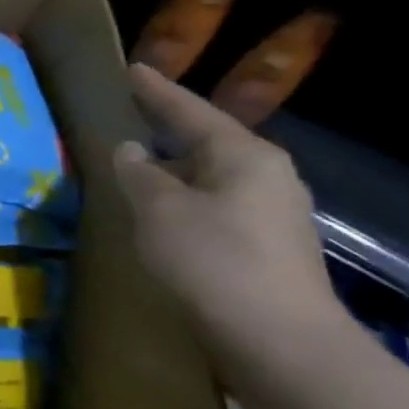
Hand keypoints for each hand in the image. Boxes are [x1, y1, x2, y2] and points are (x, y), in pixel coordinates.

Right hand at [113, 64, 339, 348]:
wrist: (278, 339)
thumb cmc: (212, 259)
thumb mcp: (158, 209)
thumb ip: (138, 174)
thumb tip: (130, 150)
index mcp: (243, 155)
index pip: (190, 111)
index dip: (157, 91)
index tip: (132, 69)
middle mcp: (266, 175)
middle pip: (206, 141)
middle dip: (167, 130)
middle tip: (130, 116)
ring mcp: (271, 212)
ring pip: (210, 175)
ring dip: (172, 169)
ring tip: (135, 164)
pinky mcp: (266, 244)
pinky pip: (214, 204)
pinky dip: (183, 198)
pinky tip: (159, 210)